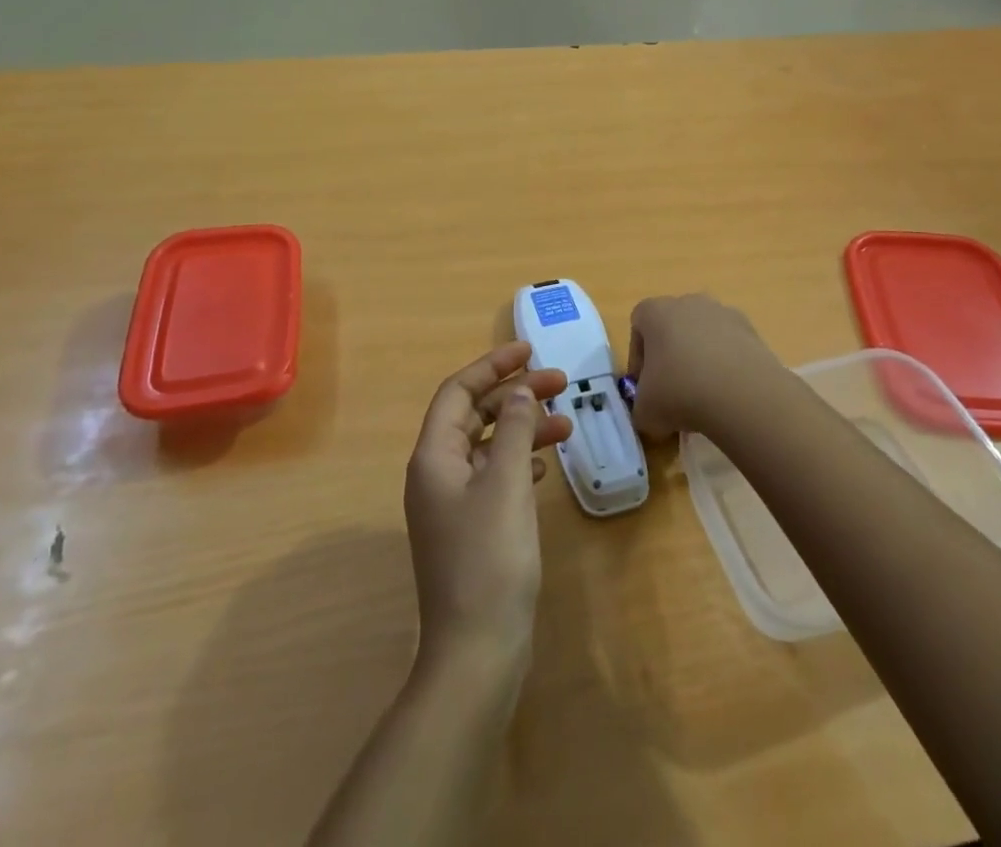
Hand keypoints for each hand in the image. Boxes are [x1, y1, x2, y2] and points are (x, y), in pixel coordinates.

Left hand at [404, 342, 572, 675]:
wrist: (477, 650)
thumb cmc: (489, 558)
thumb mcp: (506, 483)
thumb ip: (514, 429)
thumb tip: (519, 389)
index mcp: (434, 457)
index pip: (458, 392)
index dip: (492, 365)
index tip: (530, 349)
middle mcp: (437, 473)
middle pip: (474, 415)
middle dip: (515, 394)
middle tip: (560, 382)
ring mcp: (453, 503)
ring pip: (489, 445)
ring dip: (523, 428)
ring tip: (566, 423)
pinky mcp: (472, 527)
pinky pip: (495, 475)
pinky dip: (520, 460)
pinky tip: (546, 465)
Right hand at [626, 295, 784, 439]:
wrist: (741, 394)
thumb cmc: (679, 392)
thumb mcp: (644, 411)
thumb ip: (641, 405)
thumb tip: (651, 409)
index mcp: (656, 311)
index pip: (638, 323)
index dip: (638, 355)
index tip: (644, 384)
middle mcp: (689, 302)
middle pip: (673, 325)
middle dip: (671, 354)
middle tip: (673, 390)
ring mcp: (724, 313)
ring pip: (704, 335)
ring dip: (701, 359)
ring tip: (705, 396)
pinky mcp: (752, 330)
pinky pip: (730, 346)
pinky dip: (727, 365)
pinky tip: (729, 393)